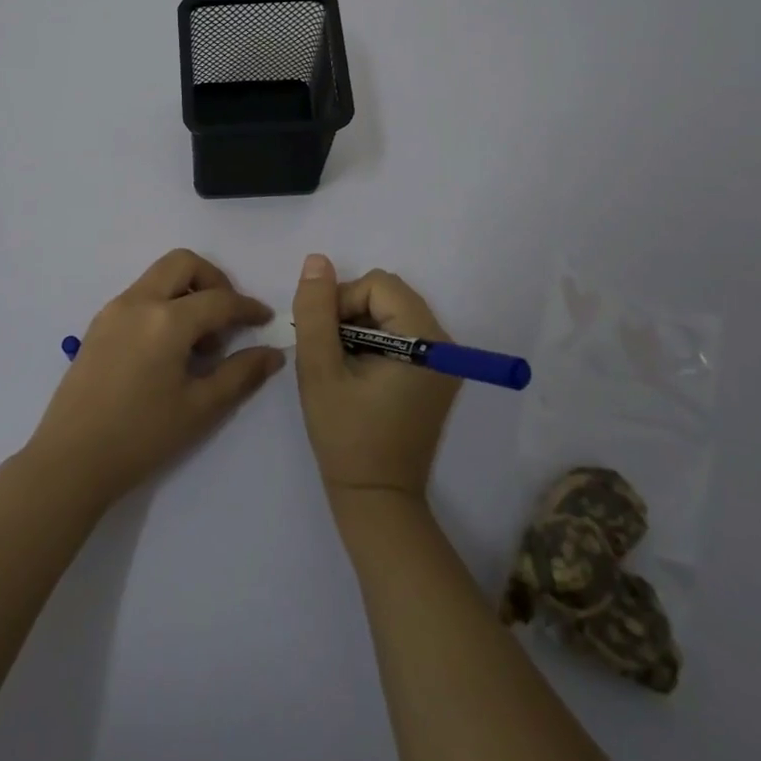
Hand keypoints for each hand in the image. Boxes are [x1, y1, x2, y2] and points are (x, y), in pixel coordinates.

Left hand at [27, 249, 283, 508]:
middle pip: (183, 263)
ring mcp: (113, 310)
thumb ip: (240, 374)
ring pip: (158, 277)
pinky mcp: (98, 325)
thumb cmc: (141, 437)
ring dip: (186, 293)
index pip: (218, 299)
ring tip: (198, 344)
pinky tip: (169, 349)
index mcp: (166, 320)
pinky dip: (163, 305)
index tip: (265, 320)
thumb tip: (272, 353)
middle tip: (227, 318)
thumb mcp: (200, 408)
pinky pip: (139, 296)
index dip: (247, 307)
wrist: (70, 460)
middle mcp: (138, 302)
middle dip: (213, 280)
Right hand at [292, 255, 460, 503]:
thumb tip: (317, 261)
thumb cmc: (345, 435)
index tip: (324, 340)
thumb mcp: (320, 369)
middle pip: (388, 294)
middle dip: (350, 313)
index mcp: (425, 341)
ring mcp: (444, 362)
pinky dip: (373, 342)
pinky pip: (401, 335)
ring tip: (341, 366)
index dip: (342, 302)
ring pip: (391, 312)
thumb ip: (315, 311)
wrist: (376, 498)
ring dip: (359, 327)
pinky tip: (356, 374)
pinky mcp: (436, 376)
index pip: (378, 285)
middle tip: (329, 352)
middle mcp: (444, 344)